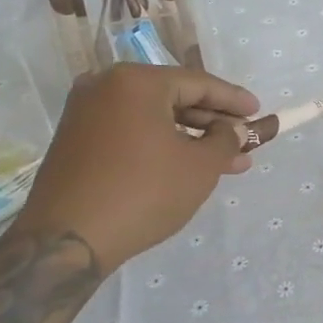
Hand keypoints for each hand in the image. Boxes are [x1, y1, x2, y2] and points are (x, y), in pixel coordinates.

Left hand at [22, 64, 260, 274]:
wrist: (64, 241)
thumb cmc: (141, 193)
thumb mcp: (199, 167)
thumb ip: (225, 140)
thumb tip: (232, 130)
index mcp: (136, 81)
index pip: (198, 83)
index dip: (233, 99)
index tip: (258, 112)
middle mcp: (106, 86)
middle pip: (174, 98)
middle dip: (214, 123)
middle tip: (245, 141)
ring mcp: (86, 113)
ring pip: (153, 118)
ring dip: (191, 138)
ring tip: (227, 163)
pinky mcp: (76, 140)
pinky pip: (130, 132)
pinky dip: (161, 145)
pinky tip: (187, 166)